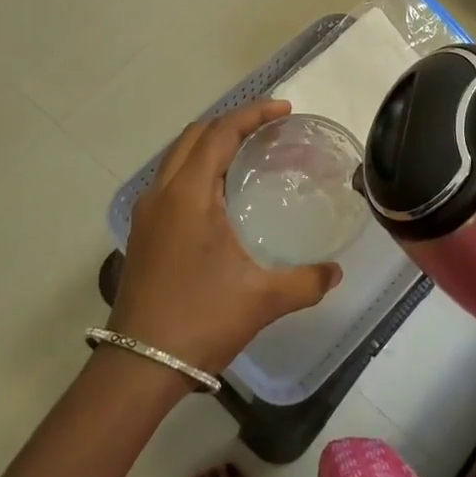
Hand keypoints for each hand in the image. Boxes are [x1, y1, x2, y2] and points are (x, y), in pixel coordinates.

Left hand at [110, 100, 341, 373]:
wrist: (140, 366)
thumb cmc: (201, 320)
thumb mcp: (263, 299)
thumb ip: (306, 281)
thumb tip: (336, 271)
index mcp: (189, 194)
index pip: (221, 132)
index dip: (253, 114)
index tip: (285, 110)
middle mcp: (163, 193)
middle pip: (195, 135)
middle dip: (232, 122)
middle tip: (270, 128)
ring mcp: (147, 213)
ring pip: (178, 156)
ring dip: (211, 143)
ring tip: (248, 153)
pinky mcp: (143, 232)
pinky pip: (171, 179)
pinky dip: (197, 167)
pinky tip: (221, 194)